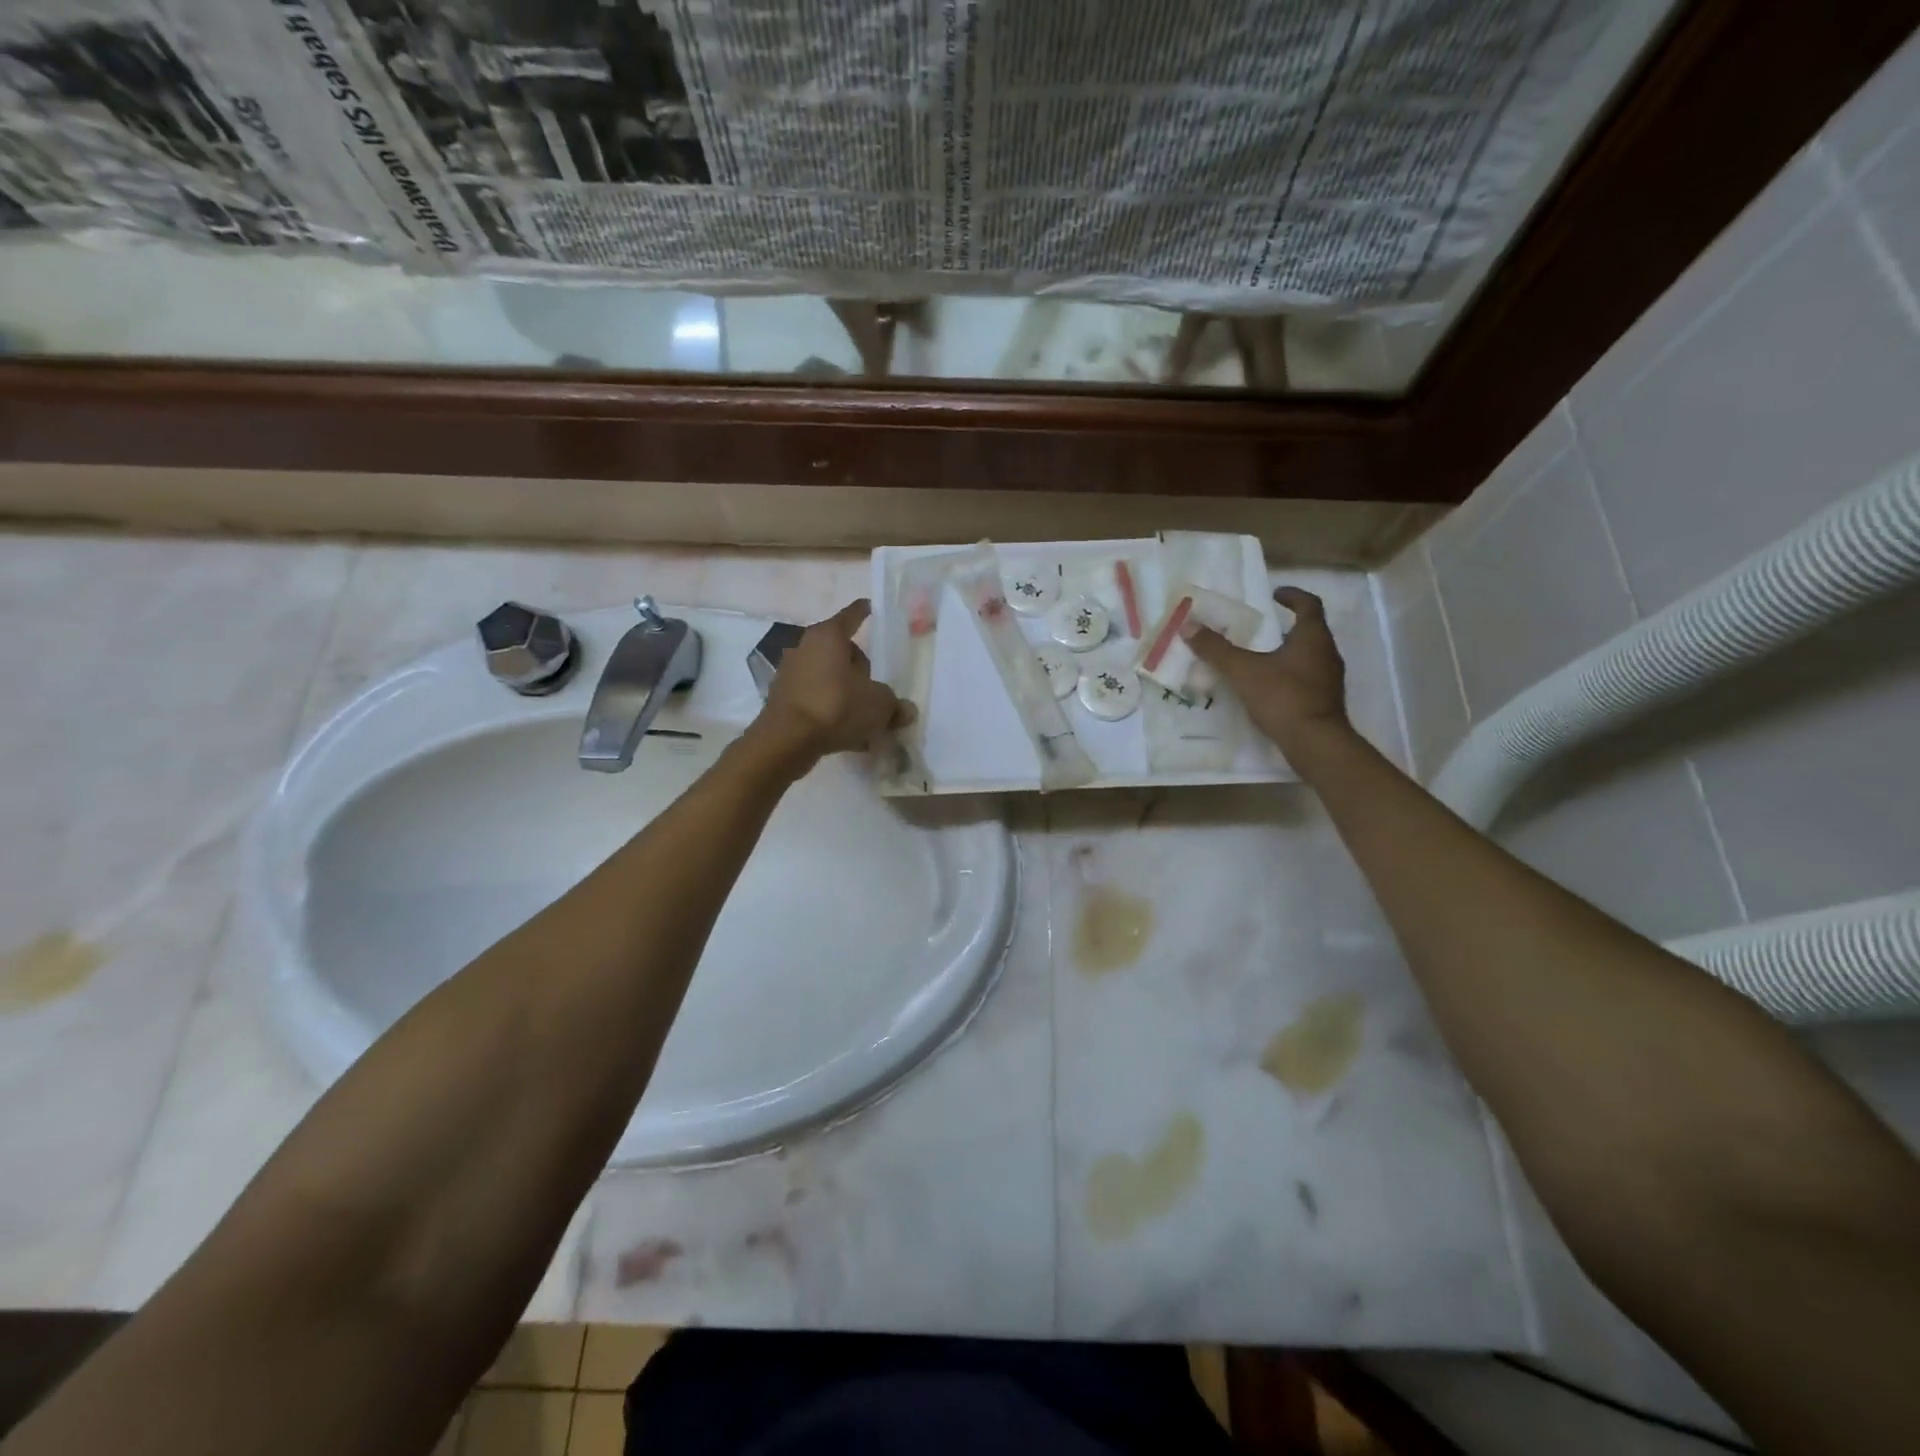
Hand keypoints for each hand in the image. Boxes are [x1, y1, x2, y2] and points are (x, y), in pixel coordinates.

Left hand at [752, 600, 912, 766]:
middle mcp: (805, 647)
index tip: (869, 606)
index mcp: (829, 636)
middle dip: (859, 666)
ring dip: (845, 691)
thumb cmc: (837, 706)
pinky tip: (846, 733)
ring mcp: (790, 673)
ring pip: (828, 676)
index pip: (851, 617)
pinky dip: (830, 709)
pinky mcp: (783, 698)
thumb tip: (906, 710)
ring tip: (863, 717)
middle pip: (840, 650)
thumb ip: (894, 704)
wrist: (787, 740)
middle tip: (875, 688)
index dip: (863, 612)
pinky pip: (816, 698)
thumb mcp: (879, 705)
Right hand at [1187, 587, 1349, 753]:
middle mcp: (1327, 653)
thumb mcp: (1243, 671)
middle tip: (1261, 628)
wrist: (1315, 742)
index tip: (1275, 594)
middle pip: (1310, 630)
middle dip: (1286, 626)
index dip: (1293, 596)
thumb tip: (1188, 625)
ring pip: (1309, 656)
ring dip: (1288, 651)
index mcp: (1312, 637)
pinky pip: (1307, 678)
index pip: (1309, 605)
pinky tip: (1270, 687)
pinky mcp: (1325, 701)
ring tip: (1261, 657)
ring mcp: (1329, 679)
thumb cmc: (1283, 697)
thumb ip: (1216, 649)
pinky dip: (1290, 674)